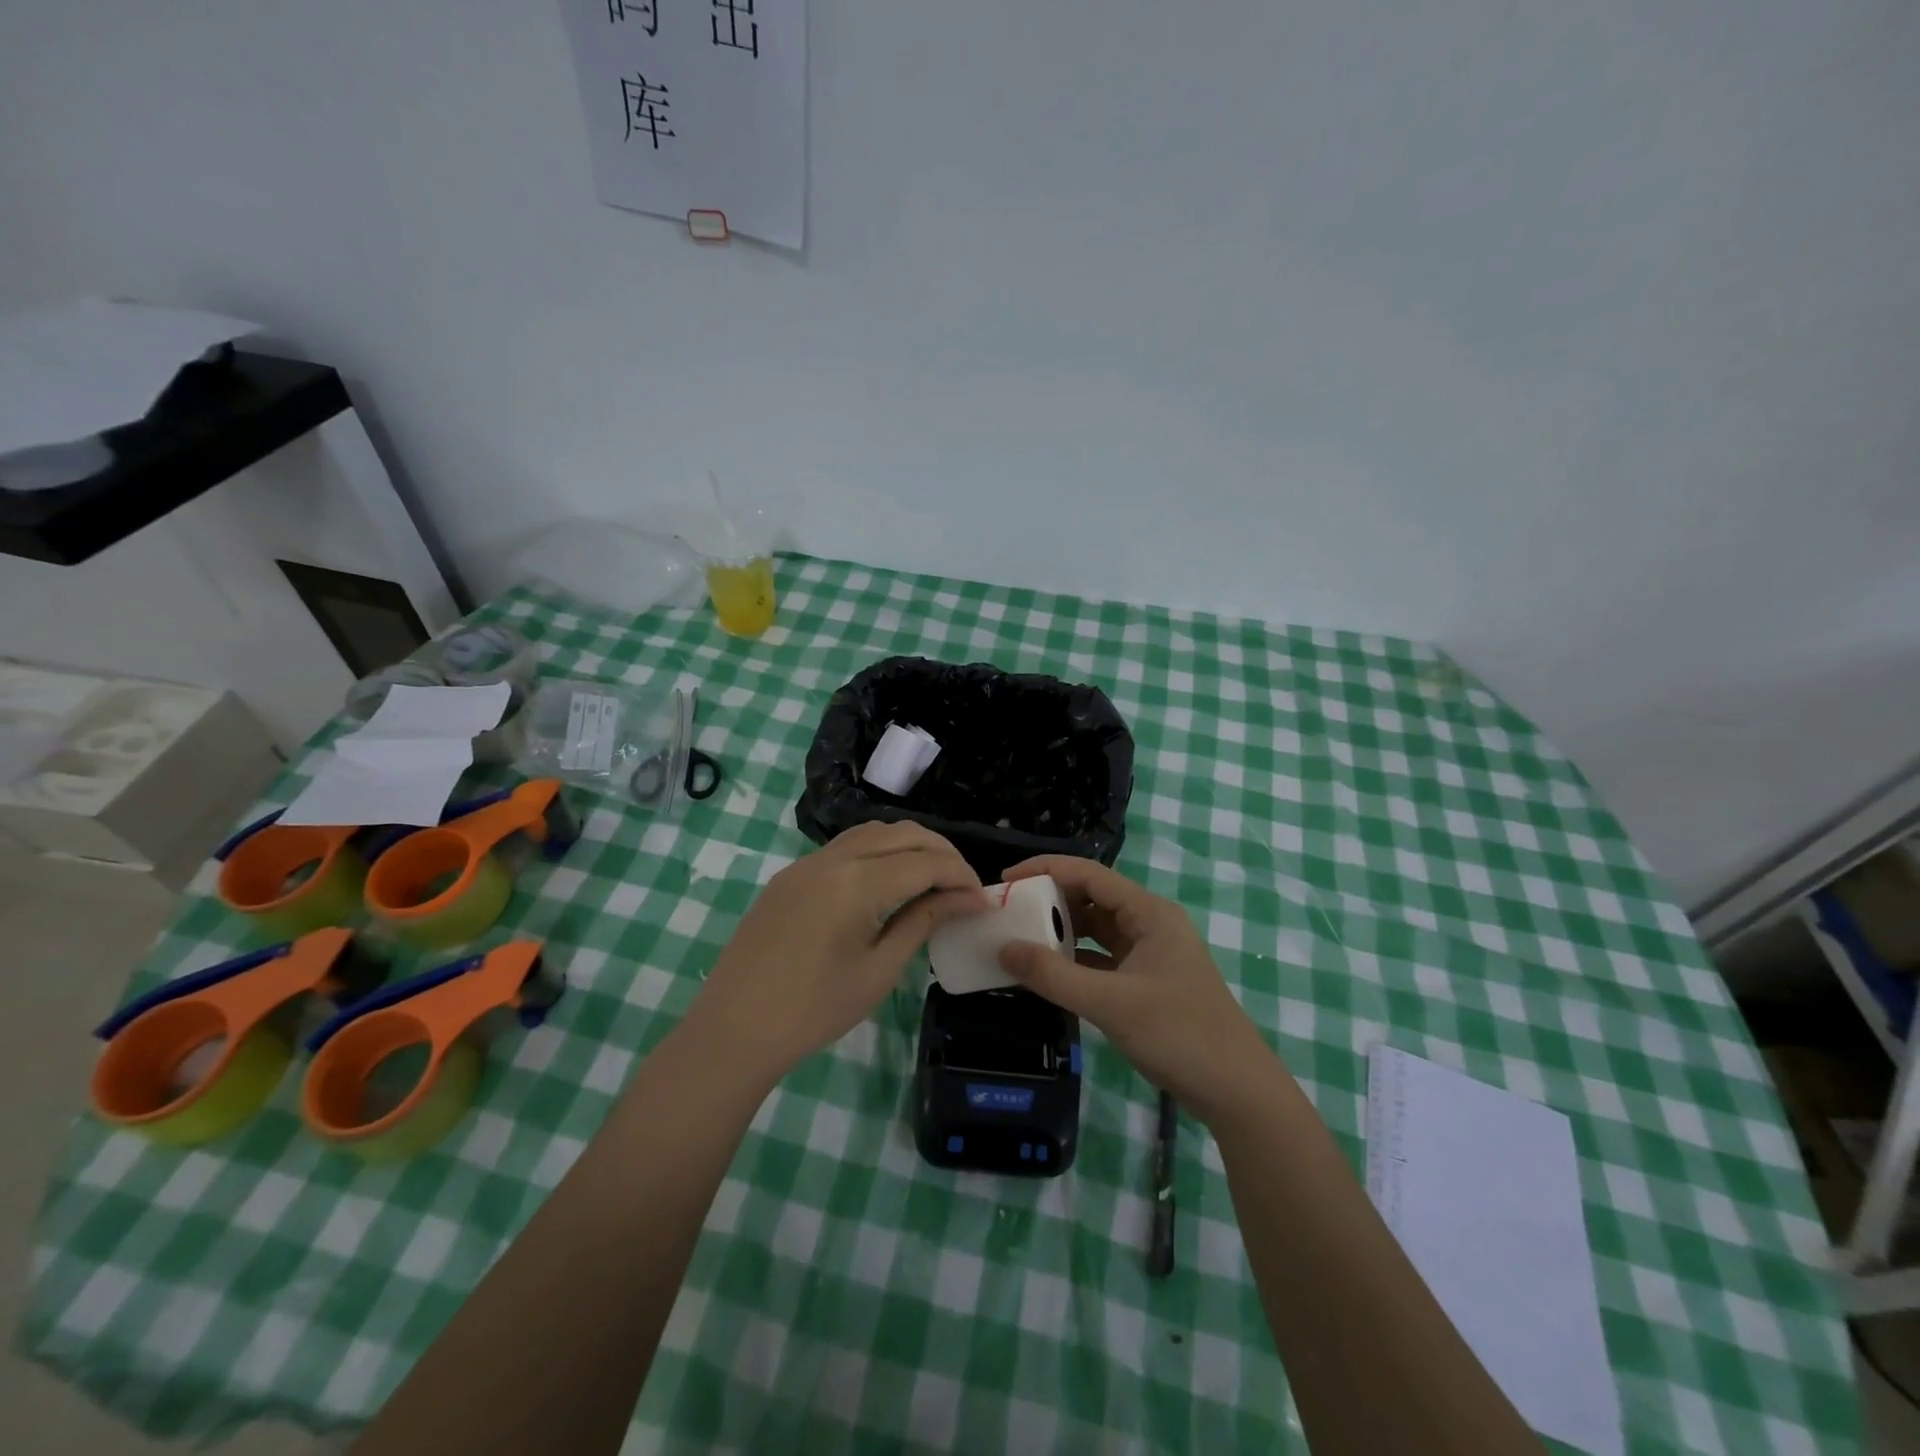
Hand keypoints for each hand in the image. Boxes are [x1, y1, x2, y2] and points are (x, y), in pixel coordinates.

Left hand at [688, 822, 987, 1082]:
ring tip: (931, 879)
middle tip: (963, 886)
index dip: (961, 876)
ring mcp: (807, 862)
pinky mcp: (792, 875)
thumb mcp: (879, 970)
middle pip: (902, 834)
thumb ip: (922, 921)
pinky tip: (888, 881)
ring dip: (909, 845)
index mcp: (857, 883)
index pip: (925, 861)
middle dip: (941, 852)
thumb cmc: (814, 1010)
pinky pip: (846, 846)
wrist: (734, 1029)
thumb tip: (965, 899)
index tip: (983, 901)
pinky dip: (878, 852)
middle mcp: (833, 858)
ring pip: (872, 832)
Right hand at [997, 855, 1279, 1126]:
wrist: (1238, 1091)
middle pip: (1093, 896)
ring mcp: (1151, 953)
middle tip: (1008, 911)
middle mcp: (1151, 923)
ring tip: (1021, 937)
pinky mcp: (1148, 981)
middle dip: (1051, 899)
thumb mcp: (1110, 1004)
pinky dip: (1076, 959)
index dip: (1046, 870)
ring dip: (1062, 930)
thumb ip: (1054, 976)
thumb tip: (1003, 948)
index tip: (1006, 881)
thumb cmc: (1179, 1035)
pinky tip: (1049, 971)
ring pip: (1097, 928)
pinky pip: (1103, 957)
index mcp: (1149, 913)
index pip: (1090, 874)